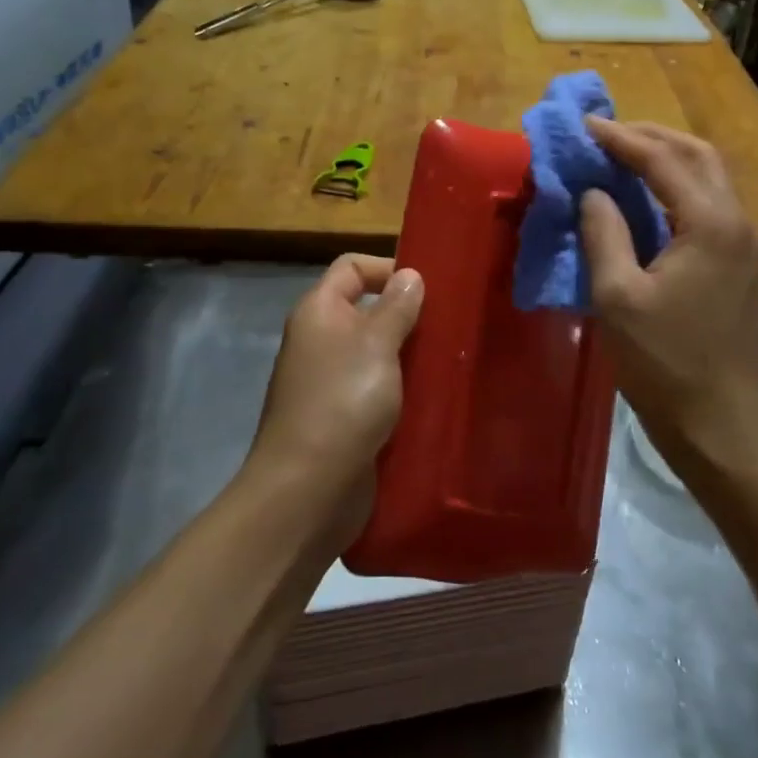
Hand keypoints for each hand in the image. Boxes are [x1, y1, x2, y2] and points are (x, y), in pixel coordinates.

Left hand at [249, 255, 423, 542]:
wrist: (308, 490)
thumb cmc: (343, 401)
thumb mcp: (377, 344)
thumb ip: (397, 306)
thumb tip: (410, 275)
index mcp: (319, 312)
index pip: (352, 267)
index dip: (387, 268)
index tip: (428, 287)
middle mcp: (320, 340)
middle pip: (366, 310)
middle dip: (407, 314)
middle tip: (449, 324)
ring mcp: (330, 382)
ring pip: (376, 353)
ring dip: (408, 355)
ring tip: (450, 359)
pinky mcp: (343, 418)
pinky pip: (377, 390)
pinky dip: (402, 390)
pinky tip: (434, 397)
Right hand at [579, 119, 757, 471]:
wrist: (724, 426)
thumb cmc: (665, 364)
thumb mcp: (618, 297)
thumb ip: (603, 233)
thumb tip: (594, 193)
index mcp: (710, 223)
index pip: (662, 160)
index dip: (620, 138)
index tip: (584, 125)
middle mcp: (738, 221)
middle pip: (697, 155)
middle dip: (652, 136)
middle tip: (607, 134)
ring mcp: (748, 243)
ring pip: (710, 177)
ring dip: (668, 158)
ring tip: (624, 156)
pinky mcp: (744, 264)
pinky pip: (712, 204)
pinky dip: (680, 187)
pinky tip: (651, 199)